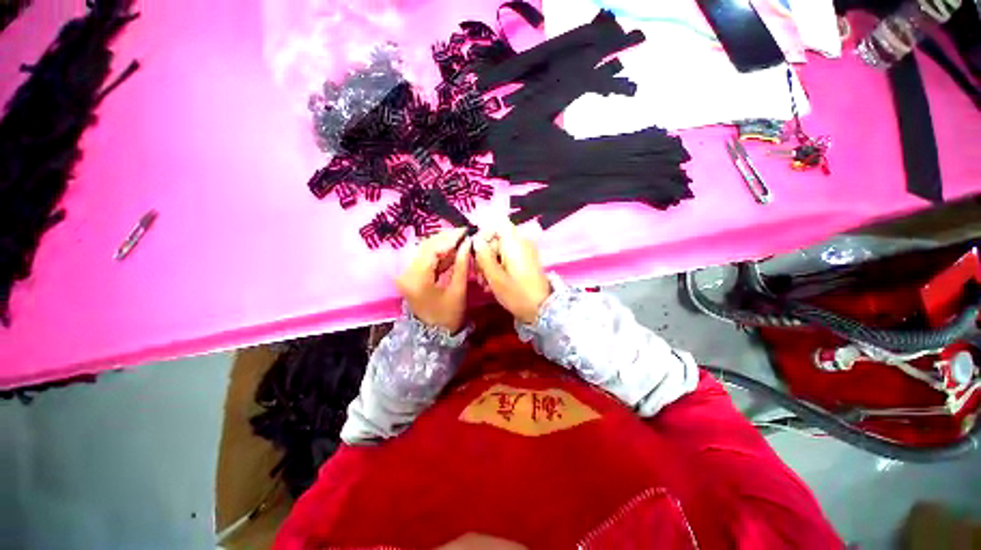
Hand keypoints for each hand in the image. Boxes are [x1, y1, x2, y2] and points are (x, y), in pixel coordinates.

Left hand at [396, 228, 471, 332]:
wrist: (434, 335)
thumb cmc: (448, 316)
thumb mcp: (458, 290)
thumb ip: (462, 264)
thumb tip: (468, 243)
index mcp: (417, 278)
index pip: (432, 249)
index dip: (450, 238)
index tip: (466, 231)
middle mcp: (407, 273)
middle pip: (426, 246)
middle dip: (446, 238)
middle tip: (465, 233)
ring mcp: (408, 274)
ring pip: (426, 251)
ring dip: (443, 244)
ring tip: (461, 239)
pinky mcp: (412, 275)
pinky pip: (426, 259)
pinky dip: (439, 254)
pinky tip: (453, 250)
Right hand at [472, 220, 550, 324]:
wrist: (542, 310)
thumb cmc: (517, 294)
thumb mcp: (495, 277)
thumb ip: (483, 257)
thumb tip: (475, 241)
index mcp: (514, 243)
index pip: (497, 225)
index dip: (484, 235)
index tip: (476, 252)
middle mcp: (521, 243)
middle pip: (496, 240)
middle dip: (484, 256)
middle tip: (479, 276)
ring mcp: (525, 252)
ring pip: (500, 251)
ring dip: (489, 265)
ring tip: (485, 284)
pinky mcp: (526, 262)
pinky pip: (508, 258)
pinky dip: (499, 268)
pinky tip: (493, 284)